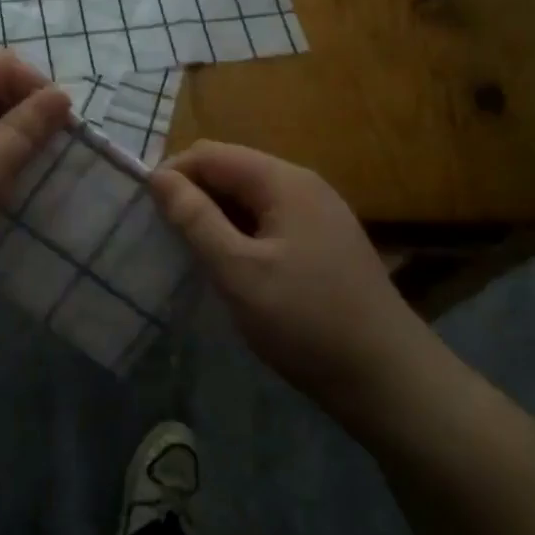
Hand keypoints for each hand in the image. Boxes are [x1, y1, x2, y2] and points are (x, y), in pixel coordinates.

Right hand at [149, 141, 429, 399]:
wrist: (389, 380)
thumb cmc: (307, 321)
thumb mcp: (239, 271)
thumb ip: (195, 219)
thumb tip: (158, 176)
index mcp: (284, 181)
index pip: (211, 153)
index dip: (173, 174)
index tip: (145, 213)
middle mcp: (303, 185)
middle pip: (231, 170)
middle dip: (193, 195)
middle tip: (164, 237)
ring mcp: (318, 214)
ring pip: (249, 198)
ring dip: (215, 217)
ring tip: (191, 254)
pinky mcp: (323, 242)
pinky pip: (268, 221)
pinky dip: (240, 234)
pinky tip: (230, 267)